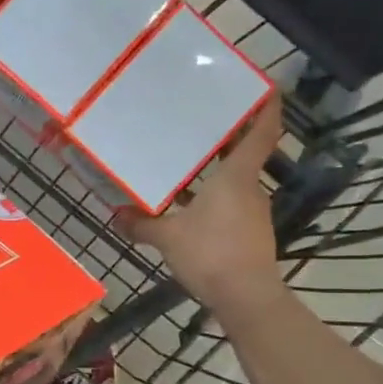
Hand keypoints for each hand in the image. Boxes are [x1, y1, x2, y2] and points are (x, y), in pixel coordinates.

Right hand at [121, 94, 285, 317]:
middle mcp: (251, 188)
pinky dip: (215, 200)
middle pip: (245, 155)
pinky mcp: (251, 235)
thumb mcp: (167, 237)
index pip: (261, 132)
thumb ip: (141, 224)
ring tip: (186, 166)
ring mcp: (254, 213)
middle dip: (227, 139)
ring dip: (217, 173)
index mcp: (236, 176)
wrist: (245, 297)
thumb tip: (116, 216)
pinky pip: (231, 207)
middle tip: (200, 124)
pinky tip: (191, 209)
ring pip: (236, 183)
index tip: (265, 86)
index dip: (266, 106)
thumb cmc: (210, 253)